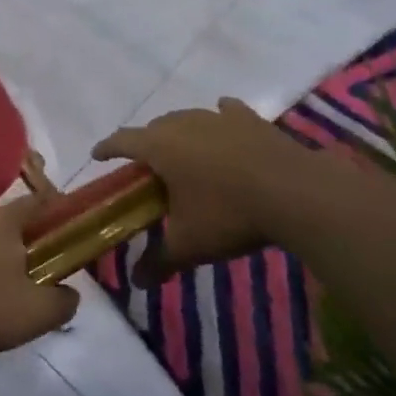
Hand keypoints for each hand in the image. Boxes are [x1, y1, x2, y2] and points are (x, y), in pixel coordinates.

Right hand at [92, 98, 297, 285]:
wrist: (297, 192)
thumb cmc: (230, 214)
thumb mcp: (190, 244)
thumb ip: (159, 261)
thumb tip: (136, 283)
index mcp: (160, 147)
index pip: (121, 141)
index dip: (107, 148)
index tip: (98, 156)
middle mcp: (184, 124)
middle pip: (154, 128)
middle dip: (145, 145)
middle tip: (147, 169)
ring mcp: (219, 117)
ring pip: (188, 119)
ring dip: (179, 133)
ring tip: (183, 153)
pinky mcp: (251, 120)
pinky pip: (226, 112)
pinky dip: (219, 118)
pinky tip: (223, 122)